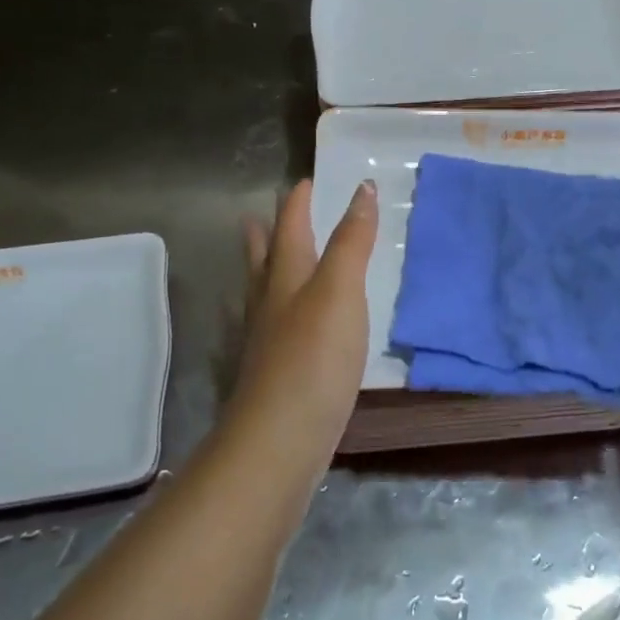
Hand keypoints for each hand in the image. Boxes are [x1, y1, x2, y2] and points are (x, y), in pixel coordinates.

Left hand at [237, 180, 378, 442]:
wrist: (281, 438)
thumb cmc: (314, 355)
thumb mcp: (341, 290)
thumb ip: (352, 241)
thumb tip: (362, 189)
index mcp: (287, 278)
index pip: (291, 228)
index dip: (298, 203)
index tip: (305, 182)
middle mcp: (270, 304)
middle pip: (264, 259)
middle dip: (266, 235)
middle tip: (258, 216)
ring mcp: (267, 342)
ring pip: (263, 294)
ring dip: (265, 271)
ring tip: (264, 261)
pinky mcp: (274, 375)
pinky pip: (273, 328)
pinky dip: (277, 314)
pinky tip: (282, 328)